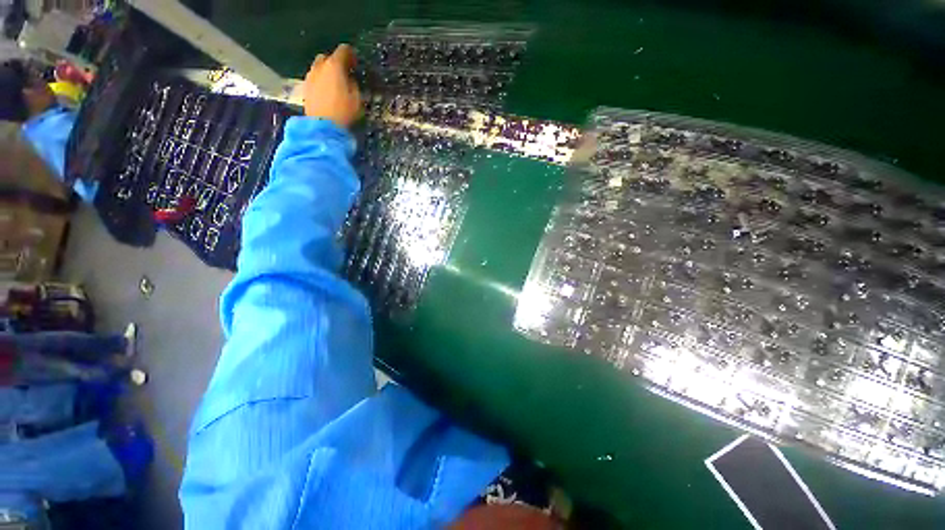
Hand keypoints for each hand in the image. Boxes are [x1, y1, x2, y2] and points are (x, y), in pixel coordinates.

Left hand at [303, 44, 361, 127]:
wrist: (322, 126)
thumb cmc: (343, 112)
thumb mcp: (357, 100)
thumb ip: (353, 85)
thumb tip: (350, 80)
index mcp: (335, 66)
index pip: (343, 51)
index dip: (351, 55)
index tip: (355, 63)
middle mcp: (320, 67)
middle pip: (327, 57)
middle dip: (336, 63)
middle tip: (344, 74)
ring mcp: (310, 77)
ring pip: (319, 68)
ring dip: (327, 73)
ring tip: (335, 85)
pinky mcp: (305, 88)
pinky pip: (315, 79)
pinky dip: (321, 82)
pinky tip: (327, 93)